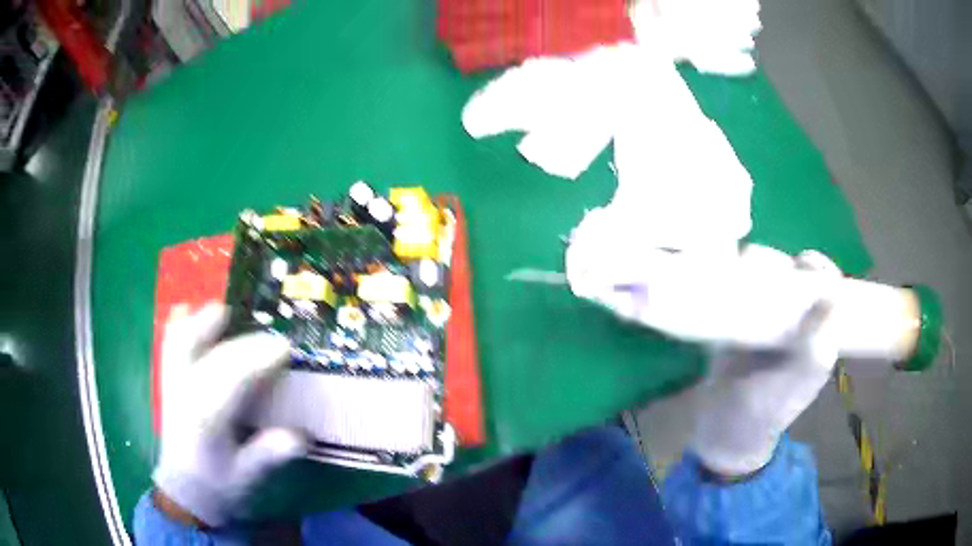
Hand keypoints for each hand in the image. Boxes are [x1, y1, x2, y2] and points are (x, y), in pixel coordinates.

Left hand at [153, 303, 306, 525]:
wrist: (184, 491)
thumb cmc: (217, 486)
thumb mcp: (246, 476)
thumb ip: (269, 454)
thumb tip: (303, 436)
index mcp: (205, 419)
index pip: (232, 379)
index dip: (259, 359)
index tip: (285, 347)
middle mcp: (185, 394)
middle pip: (214, 357)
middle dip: (245, 344)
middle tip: (272, 338)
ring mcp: (173, 385)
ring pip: (182, 343)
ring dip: (202, 323)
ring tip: (224, 312)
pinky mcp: (169, 383)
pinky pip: (169, 347)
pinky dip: (178, 327)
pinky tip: (186, 312)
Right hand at [690, 248, 841, 476]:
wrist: (725, 429)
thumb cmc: (768, 408)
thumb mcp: (801, 379)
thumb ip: (818, 343)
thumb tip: (832, 293)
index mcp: (816, 333)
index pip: (826, 288)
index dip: (820, 269)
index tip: (804, 262)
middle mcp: (794, 322)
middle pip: (795, 277)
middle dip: (784, 265)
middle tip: (767, 268)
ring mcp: (765, 322)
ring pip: (767, 280)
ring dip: (758, 267)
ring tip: (744, 269)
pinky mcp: (737, 323)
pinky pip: (740, 292)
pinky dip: (735, 278)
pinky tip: (726, 275)